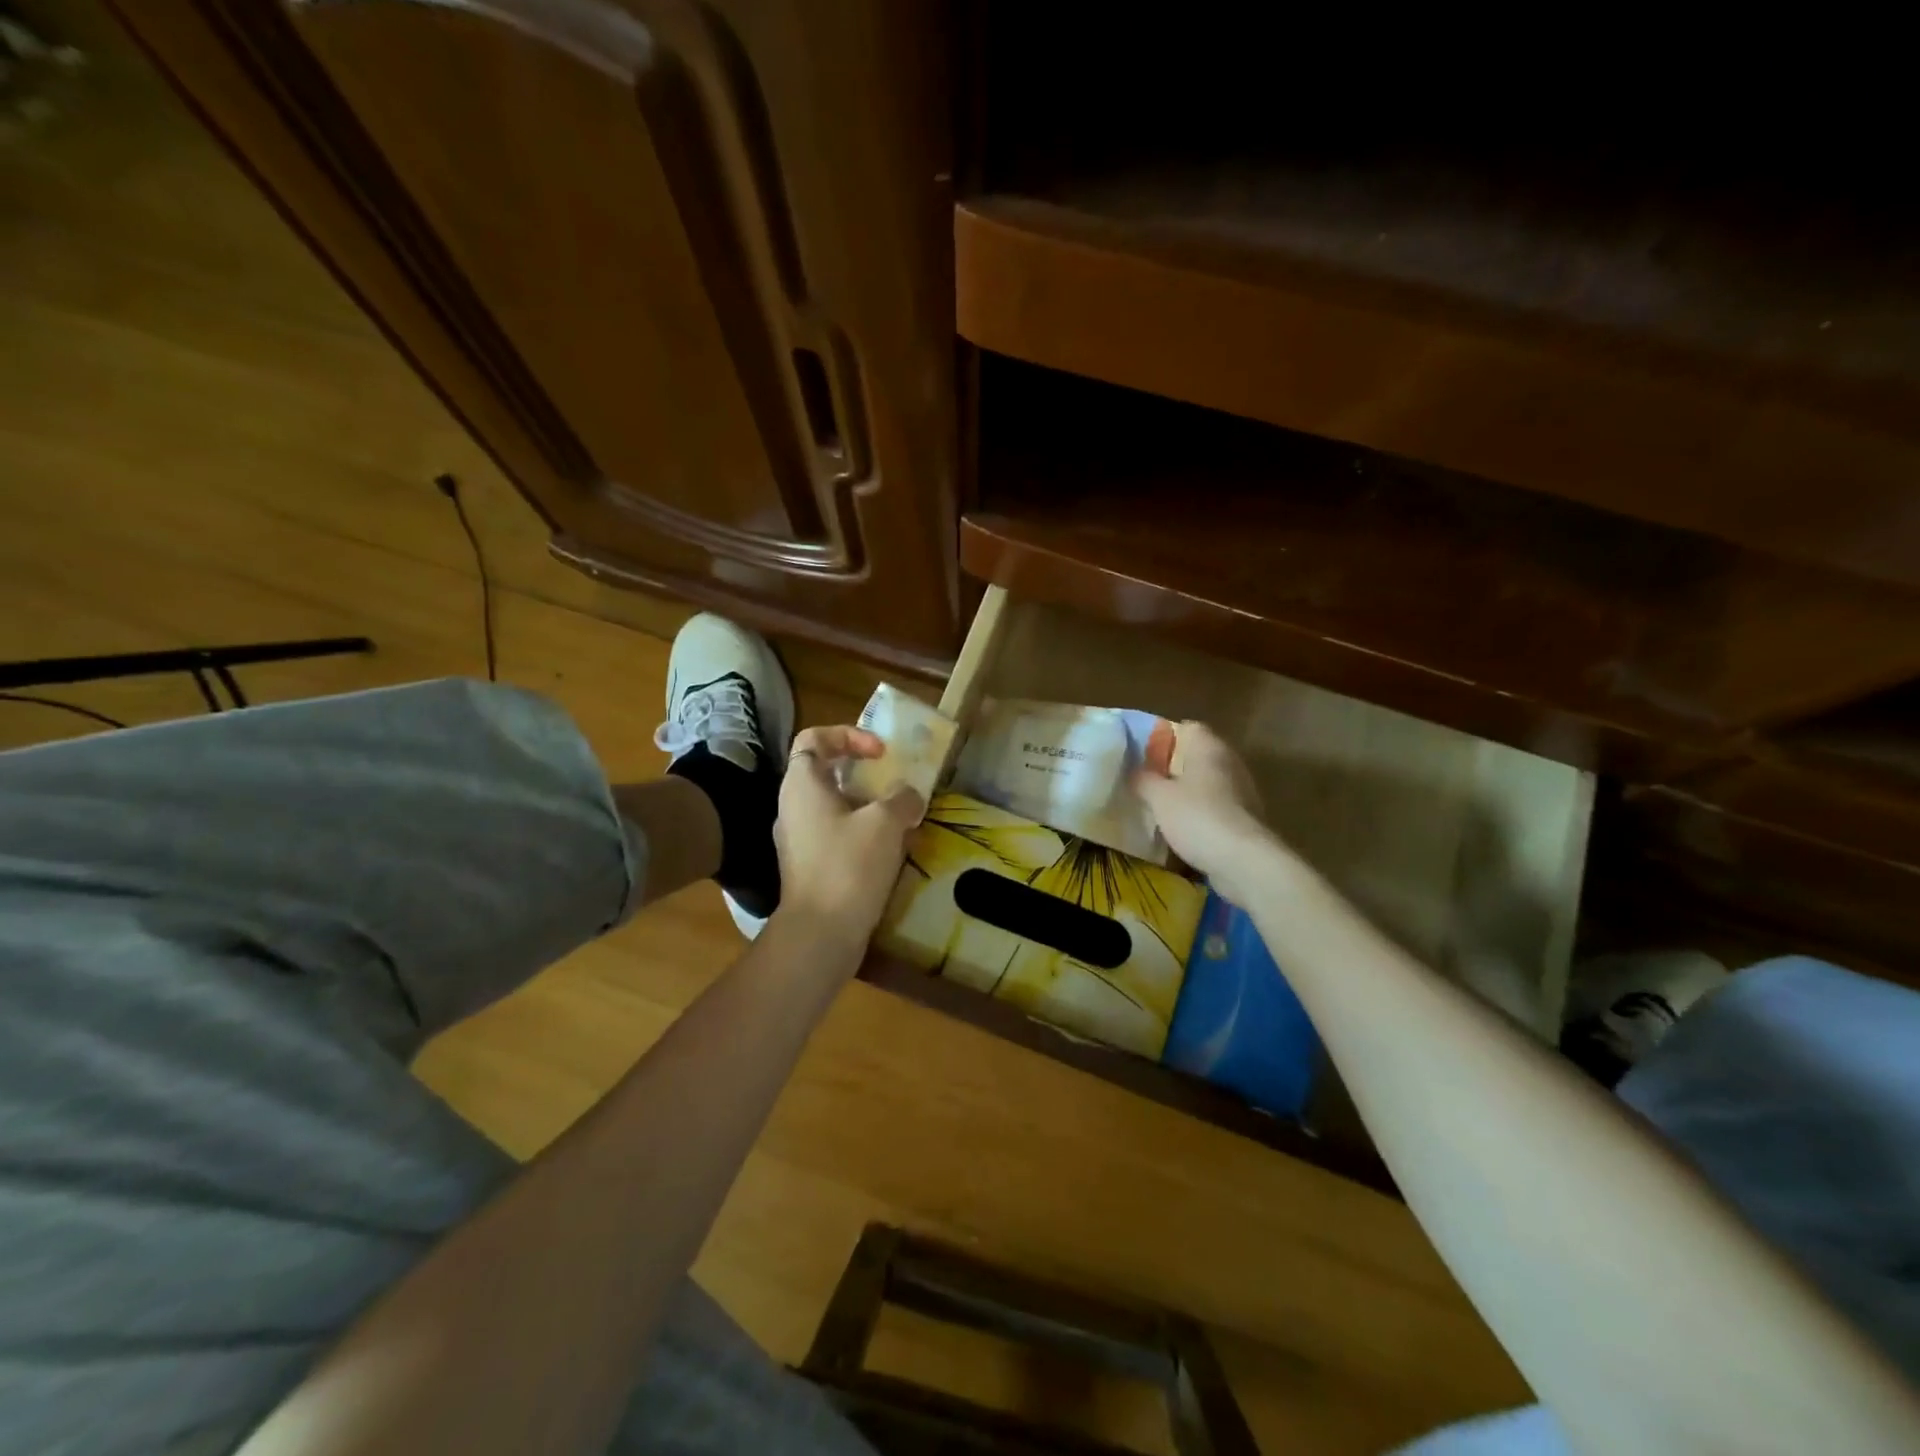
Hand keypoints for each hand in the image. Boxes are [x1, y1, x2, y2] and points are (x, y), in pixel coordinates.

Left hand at [774, 725, 923, 951]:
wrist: (819, 934)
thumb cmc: (848, 865)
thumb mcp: (885, 823)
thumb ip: (902, 798)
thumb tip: (909, 796)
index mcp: (803, 784)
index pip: (815, 738)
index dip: (849, 735)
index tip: (880, 754)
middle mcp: (794, 806)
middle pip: (828, 773)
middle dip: (867, 775)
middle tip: (896, 785)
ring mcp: (800, 839)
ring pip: (836, 807)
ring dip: (870, 808)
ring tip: (903, 820)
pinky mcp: (810, 866)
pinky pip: (838, 836)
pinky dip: (864, 835)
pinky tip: (892, 852)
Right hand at [1133, 721, 1273, 903]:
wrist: (1242, 861)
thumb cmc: (1197, 817)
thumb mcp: (1158, 797)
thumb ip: (1143, 779)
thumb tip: (1134, 772)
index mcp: (1209, 748)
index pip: (1188, 728)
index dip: (1164, 737)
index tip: (1143, 754)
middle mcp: (1230, 763)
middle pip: (1198, 756)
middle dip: (1173, 767)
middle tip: (1146, 781)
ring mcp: (1242, 792)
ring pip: (1207, 784)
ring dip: (1186, 793)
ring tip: (1159, 807)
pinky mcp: (1245, 819)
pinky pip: (1216, 808)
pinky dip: (1199, 814)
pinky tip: (1180, 829)